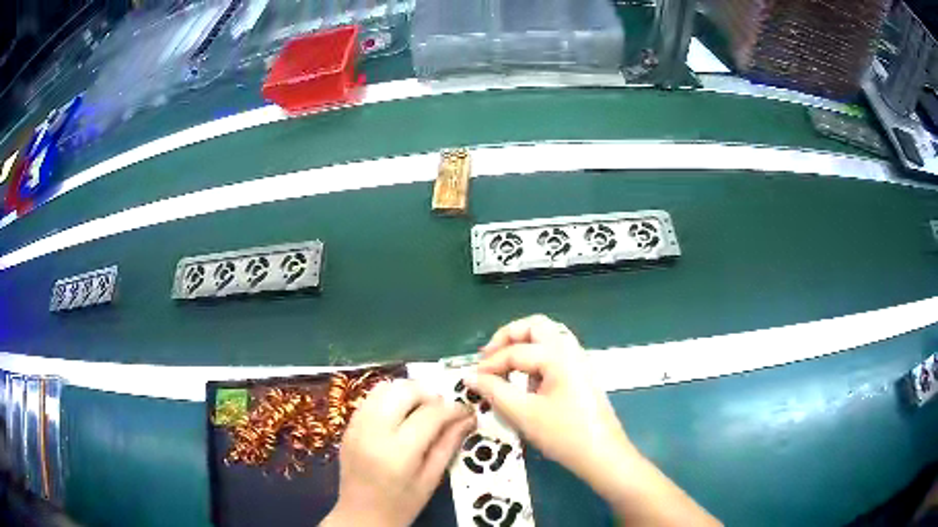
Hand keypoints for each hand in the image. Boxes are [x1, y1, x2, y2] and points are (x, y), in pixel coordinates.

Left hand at [322, 380, 475, 526]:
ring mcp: (356, 426)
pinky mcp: (348, 426)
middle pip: (404, 391)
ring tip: (421, 410)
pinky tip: (400, 415)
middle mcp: (373, 432)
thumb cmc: (402, 505)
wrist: (360, 516)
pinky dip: (389, 399)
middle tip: (442, 410)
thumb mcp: (431, 479)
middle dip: (429, 394)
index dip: (453, 408)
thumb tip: (468, 417)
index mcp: (398, 452)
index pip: (430, 414)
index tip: (466, 411)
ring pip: (384, 388)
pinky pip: (370, 399)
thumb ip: (448, 445)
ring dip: (408, 393)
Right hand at [464, 315, 635, 481]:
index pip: (515, 351)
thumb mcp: (524, 414)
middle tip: (489, 356)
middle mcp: (571, 350)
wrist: (602, 455)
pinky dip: (536, 358)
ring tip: (505, 366)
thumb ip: (495, 391)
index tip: (472, 379)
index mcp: (558, 355)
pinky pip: (555, 353)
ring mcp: (579, 361)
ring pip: (548, 338)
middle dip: (508, 337)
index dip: (490, 364)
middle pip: (536, 326)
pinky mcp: (581, 375)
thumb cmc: (564, 434)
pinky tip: (526, 382)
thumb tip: (471, 376)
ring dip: (524, 345)